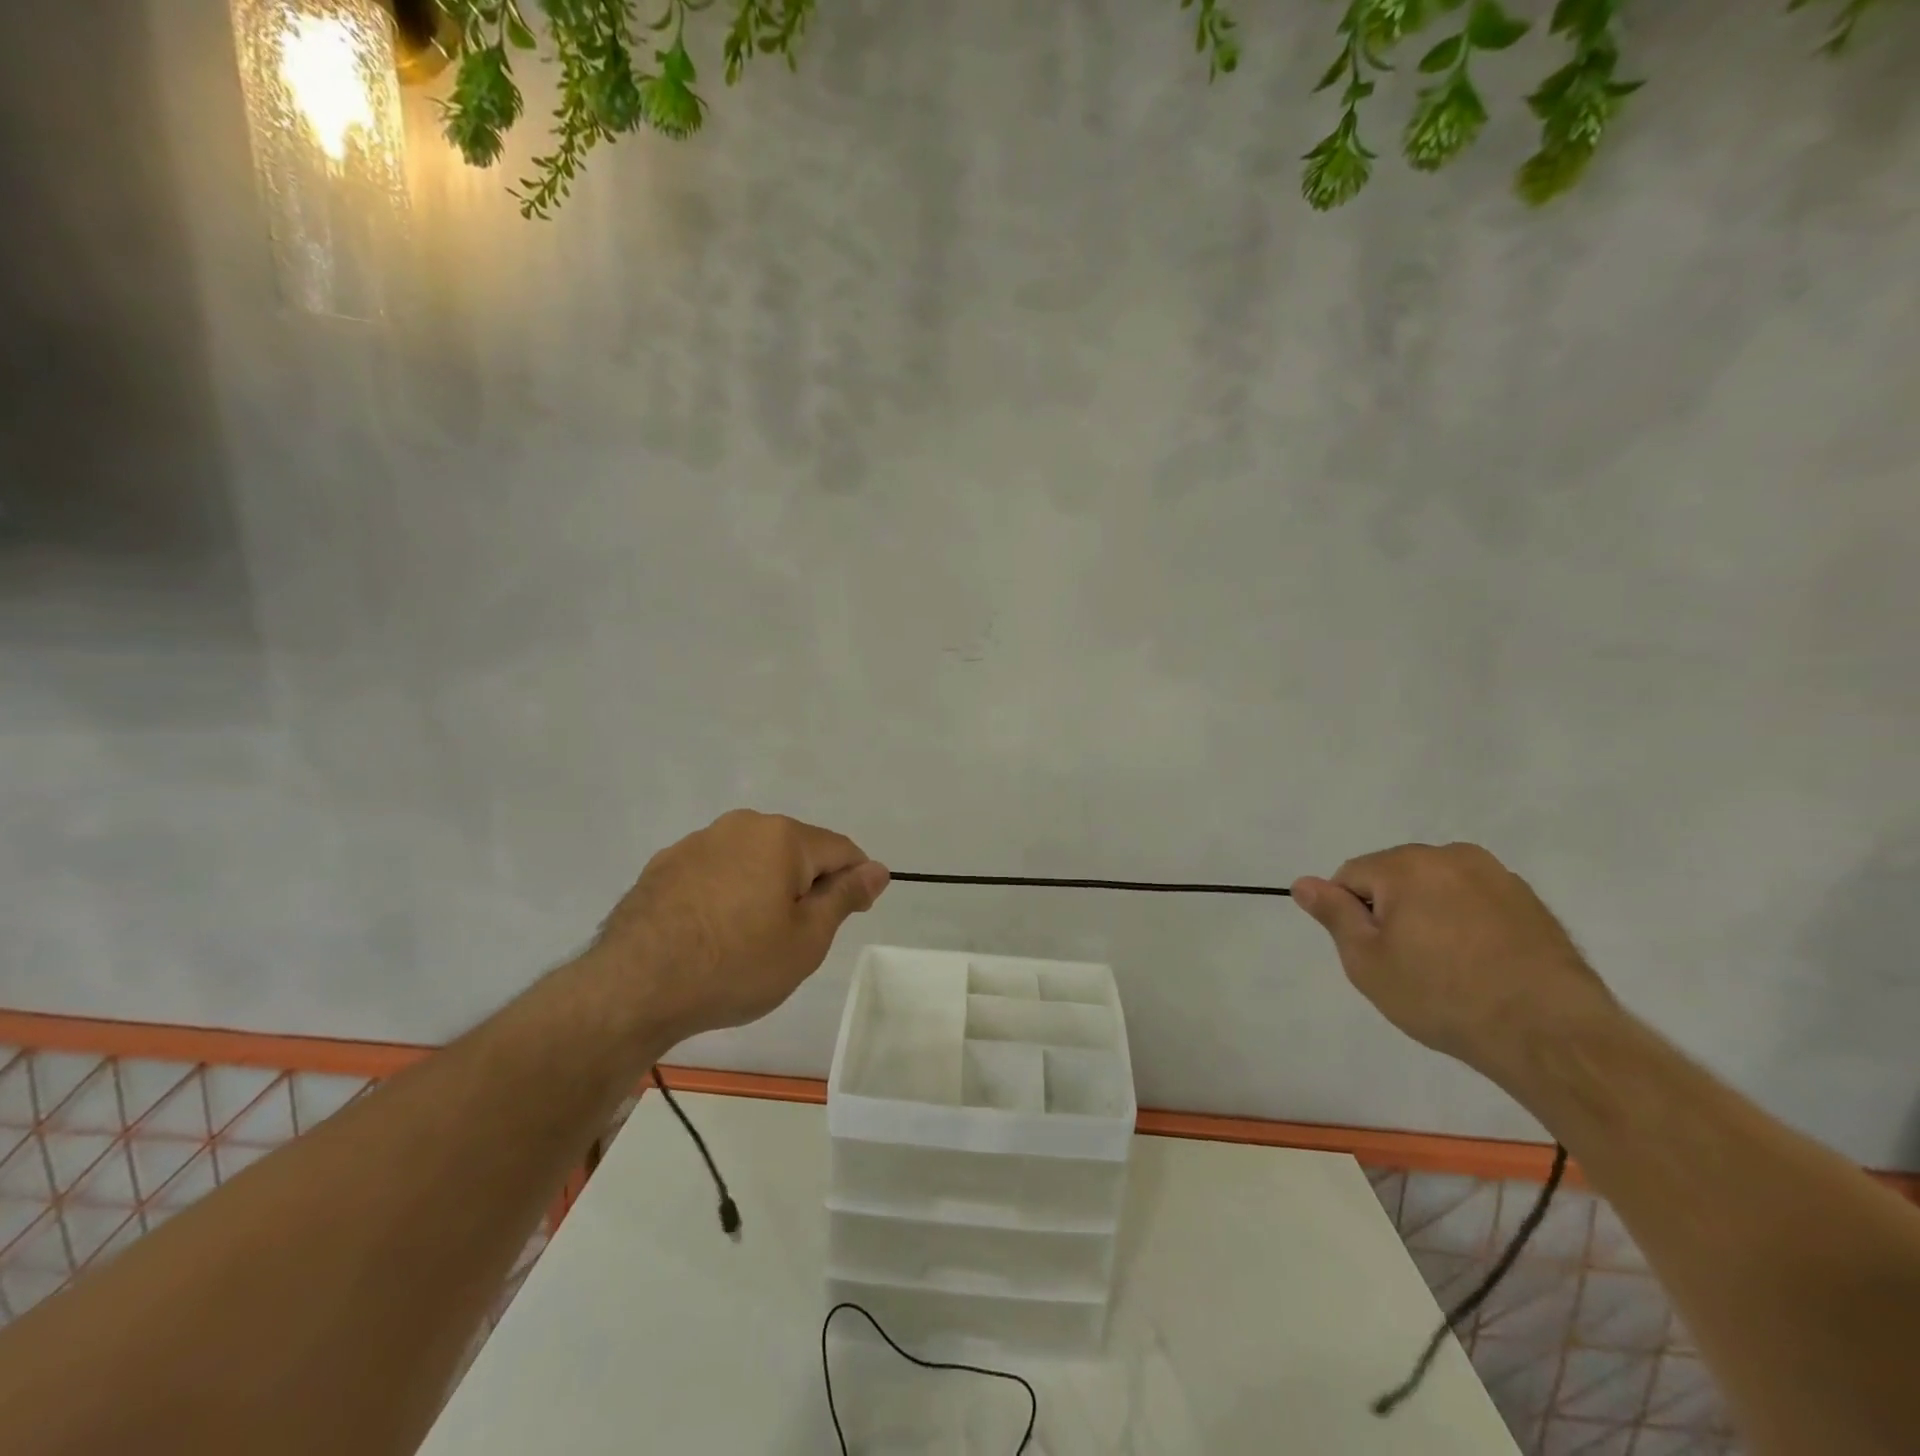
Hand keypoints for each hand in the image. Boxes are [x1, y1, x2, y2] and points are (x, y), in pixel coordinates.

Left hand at [596, 810, 889, 1040]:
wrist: (634, 987)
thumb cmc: (736, 964)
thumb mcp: (807, 939)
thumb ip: (845, 896)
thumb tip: (878, 869)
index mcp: (782, 836)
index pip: (841, 850)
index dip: (853, 883)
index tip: (846, 918)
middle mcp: (740, 825)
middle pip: (795, 851)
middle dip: (804, 886)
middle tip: (792, 939)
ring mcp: (697, 842)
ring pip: (752, 860)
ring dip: (763, 889)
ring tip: (746, 941)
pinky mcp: (664, 865)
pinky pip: (715, 872)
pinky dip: (725, 894)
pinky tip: (710, 934)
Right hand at [1292, 843, 1615, 1082]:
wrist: (1550, 1034)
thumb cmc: (1441, 995)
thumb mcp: (1367, 961)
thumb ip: (1333, 914)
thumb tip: (1302, 882)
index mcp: (1406, 864)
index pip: (1352, 876)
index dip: (1352, 915)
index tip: (1374, 954)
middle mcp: (1452, 856)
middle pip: (1396, 876)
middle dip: (1392, 911)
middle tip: (1408, 964)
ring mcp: (1497, 876)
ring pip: (1438, 888)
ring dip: (1431, 915)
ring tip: (1449, 967)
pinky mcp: (1531, 902)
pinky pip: (1477, 902)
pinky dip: (1469, 924)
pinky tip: (1481, 966)